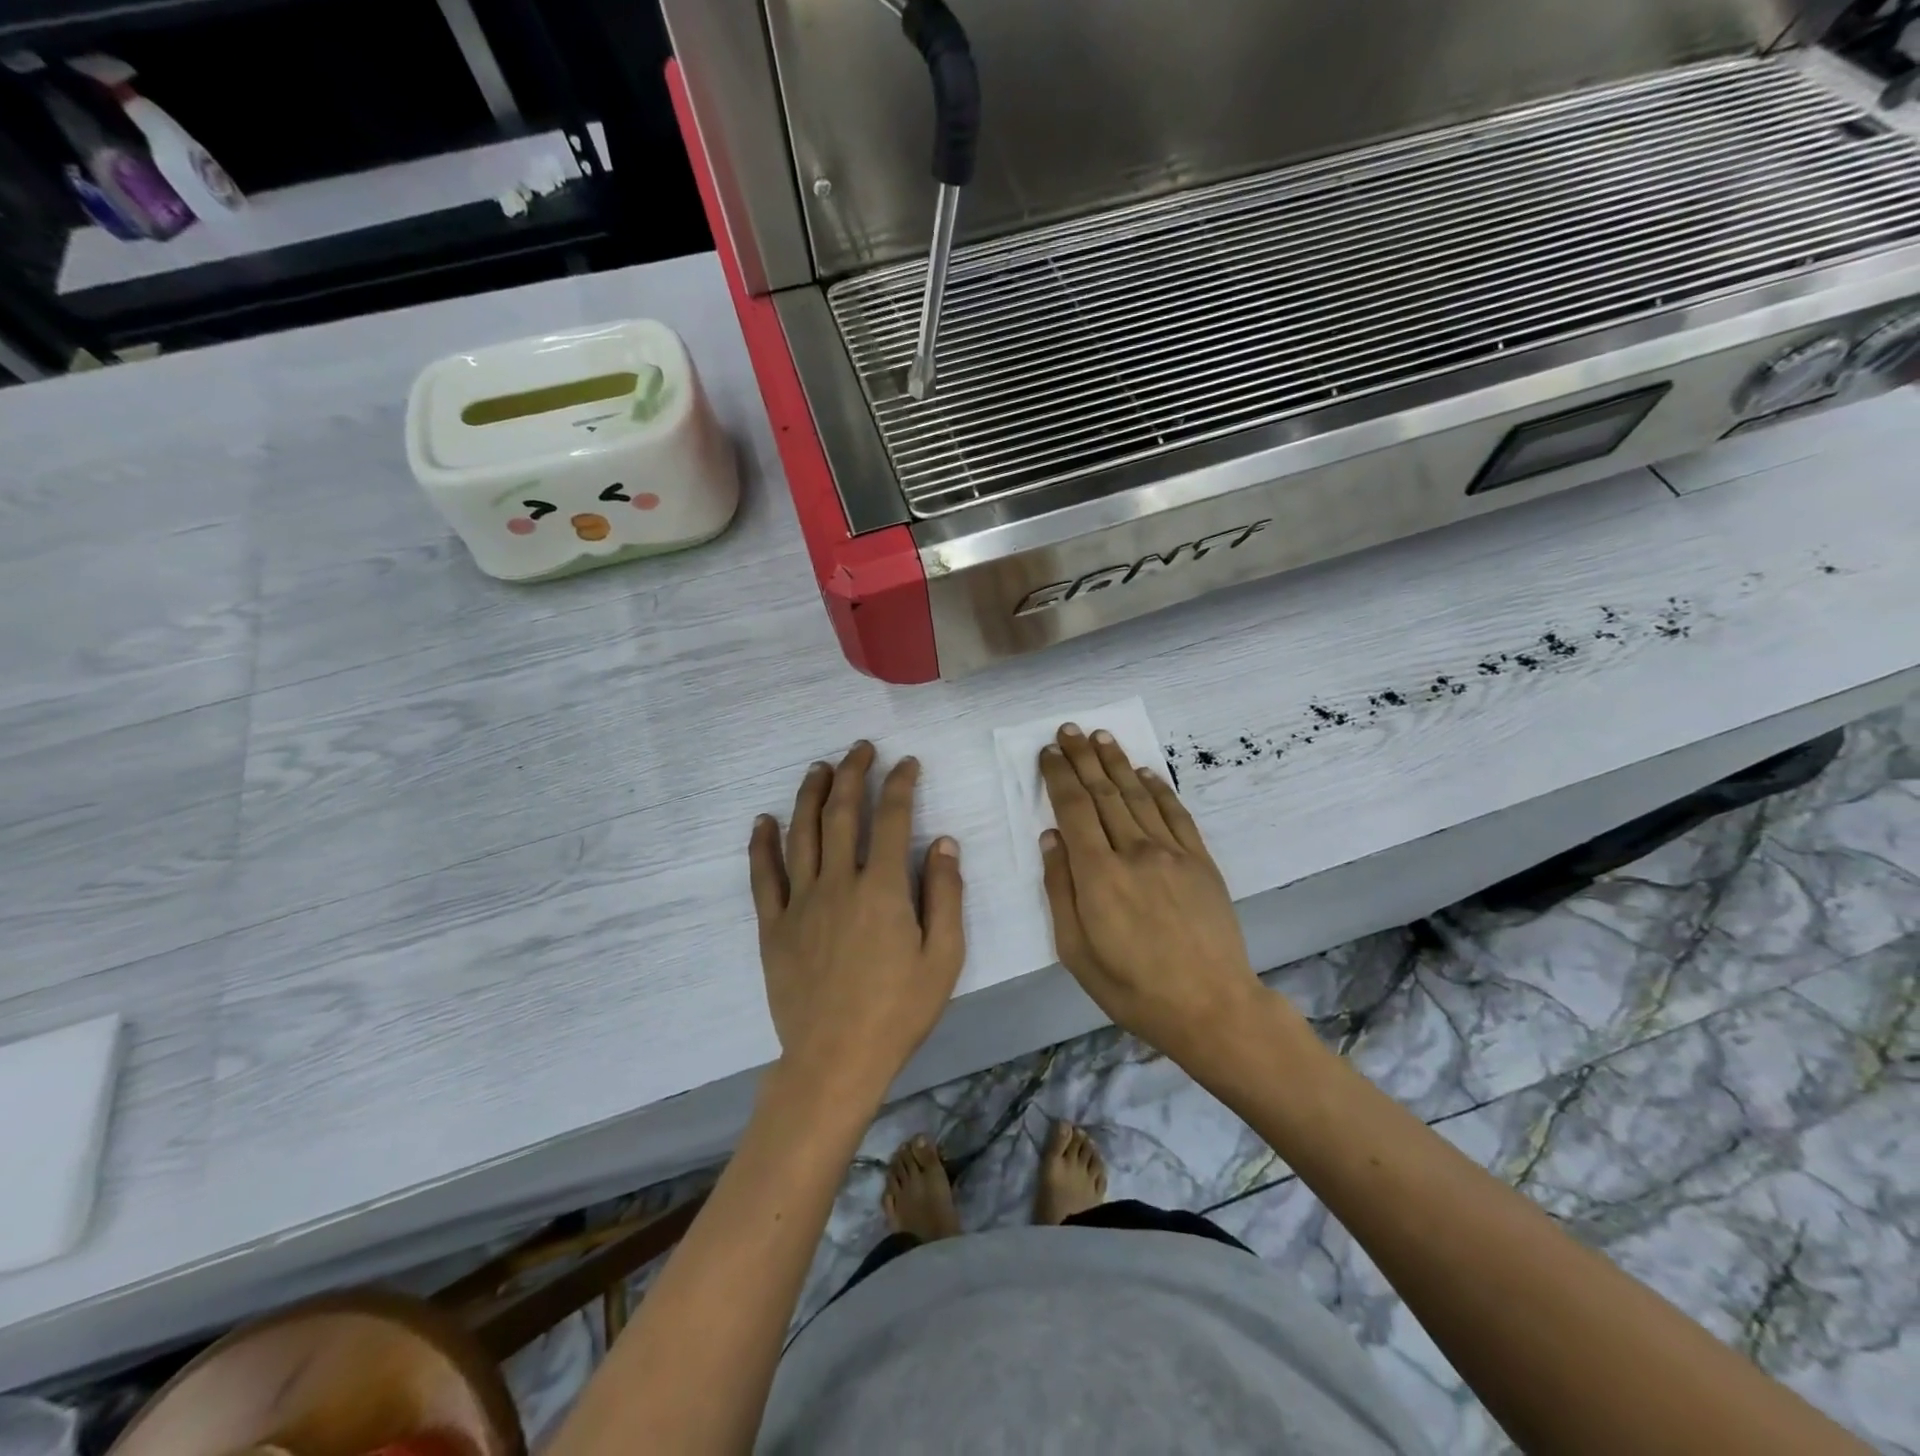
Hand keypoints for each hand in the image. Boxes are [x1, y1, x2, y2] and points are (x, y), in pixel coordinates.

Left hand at [749, 741, 965, 1099]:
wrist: (834, 1059)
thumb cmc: (898, 1010)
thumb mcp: (943, 957)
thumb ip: (946, 895)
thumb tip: (943, 842)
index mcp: (882, 889)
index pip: (892, 819)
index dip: (901, 785)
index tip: (907, 764)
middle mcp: (838, 883)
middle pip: (841, 814)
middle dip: (853, 774)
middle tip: (860, 749)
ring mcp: (800, 902)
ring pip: (801, 834)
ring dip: (810, 795)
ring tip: (819, 767)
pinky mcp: (773, 926)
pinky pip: (763, 876)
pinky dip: (762, 844)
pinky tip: (764, 820)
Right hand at [1039, 724, 1267, 1062]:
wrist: (1211, 1006)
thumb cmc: (1133, 988)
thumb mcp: (1076, 951)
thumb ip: (1059, 890)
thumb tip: (1050, 838)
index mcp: (1097, 875)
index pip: (1073, 809)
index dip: (1058, 776)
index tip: (1047, 753)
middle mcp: (1133, 851)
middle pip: (1103, 793)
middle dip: (1083, 758)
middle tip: (1068, 729)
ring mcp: (1172, 853)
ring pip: (1137, 795)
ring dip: (1116, 763)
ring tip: (1100, 737)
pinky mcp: (1200, 860)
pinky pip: (1176, 813)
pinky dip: (1158, 788)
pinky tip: (1144, 772)